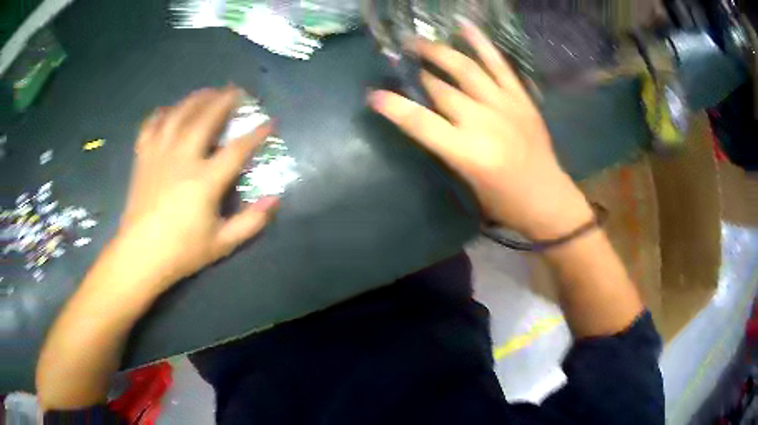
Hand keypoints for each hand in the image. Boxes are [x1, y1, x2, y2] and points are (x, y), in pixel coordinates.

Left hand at [116, 86, 277, 292]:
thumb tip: (275, 200)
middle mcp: (182, 158)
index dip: (256, 134)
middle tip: (236, 90)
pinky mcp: (143, 158)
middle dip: (224, 100)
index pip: (237, 149)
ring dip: (195, 99)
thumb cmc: (182, 251)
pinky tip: (168, 111)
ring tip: (207, 92)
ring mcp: (159, 155)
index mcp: (204, 180)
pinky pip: (150, 126)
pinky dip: (160, 114)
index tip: (270, 122)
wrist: (140, 255)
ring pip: (178, 115)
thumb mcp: (222, 243)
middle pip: (205, 118)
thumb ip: (251, 222)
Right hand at [368, 20, 592, 239]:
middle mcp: (484, 123)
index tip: (373, 94)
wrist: (547, 198)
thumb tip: (425, 116)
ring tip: (417, 40)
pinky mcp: (521, 98)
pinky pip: (499, 65)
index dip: (394, 106)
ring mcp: (504, 106)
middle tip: (398, 59)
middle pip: (441, 89)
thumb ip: (446, 147)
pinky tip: (463, 26)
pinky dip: (481, 44)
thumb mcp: (466, 181)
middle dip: (416, 73)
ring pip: (465, 69)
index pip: (421, 123)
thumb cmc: (503, 201)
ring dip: (438, 52)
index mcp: (468, 153)